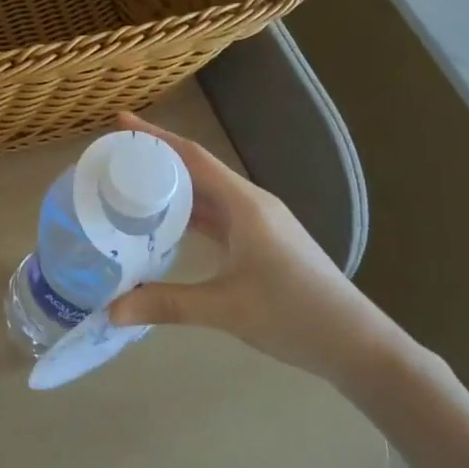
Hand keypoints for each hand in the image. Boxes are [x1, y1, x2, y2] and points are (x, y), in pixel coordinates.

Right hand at [106, 113, 410, 386]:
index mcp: (245, 204)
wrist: (358, 344)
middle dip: (156, 161)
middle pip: (197, 170)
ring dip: (171, 188)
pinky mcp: (261, 243)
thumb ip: (167, 304)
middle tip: (113, 159)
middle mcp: (251, 204)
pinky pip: (216, 217)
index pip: (192, 157)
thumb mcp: (226, 309)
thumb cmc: (296, 315)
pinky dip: (187, 215)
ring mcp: (258, 223)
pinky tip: (164, 227)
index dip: (155, 137)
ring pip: (206, 195)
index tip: (120, 123)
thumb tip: (110, 310)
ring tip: (129, 188)